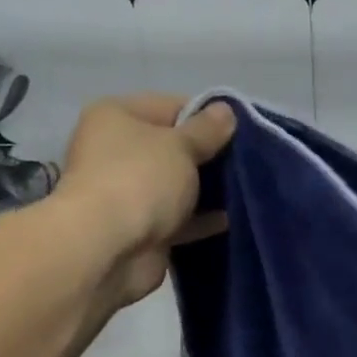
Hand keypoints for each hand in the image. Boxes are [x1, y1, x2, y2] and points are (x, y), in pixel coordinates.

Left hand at [55, 94, 235, 307]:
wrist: (107, 249)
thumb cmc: (140, 180)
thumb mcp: (181, 146)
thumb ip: (207, 130)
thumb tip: (226, 111)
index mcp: (118, 117)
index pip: (172, 107)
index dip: (208, 117)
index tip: (242, 132)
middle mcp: (118, 151)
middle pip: (175, 148)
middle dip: (210, 156)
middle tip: (248, 162)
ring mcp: (128, 193)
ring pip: (178, 186)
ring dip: (208, 190)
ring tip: (247, 190)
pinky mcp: (142, 229)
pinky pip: (179, 219)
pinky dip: (202, 219)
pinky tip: (233, 219)